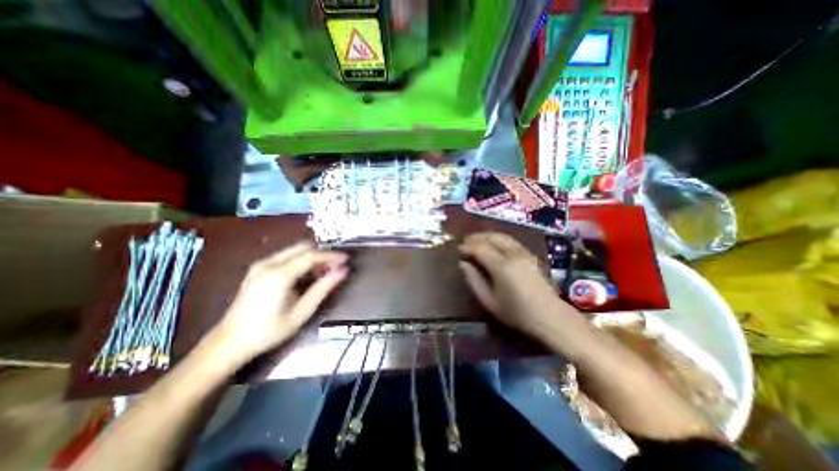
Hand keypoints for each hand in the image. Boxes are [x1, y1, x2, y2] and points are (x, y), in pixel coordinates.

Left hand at [208, 242, 348, 362]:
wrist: (229, 343)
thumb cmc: (268, 331)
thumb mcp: (301, 312)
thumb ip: (323, 288)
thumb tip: (343, 271)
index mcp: (279, 275)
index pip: (311, 255)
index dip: (331, 255)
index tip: (346, 259)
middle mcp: (268, 263)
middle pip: (303, 247)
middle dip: (322, 253)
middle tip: (336, 266)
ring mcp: (261, 264)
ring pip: (295, 250)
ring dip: (312, 256)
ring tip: (324, 271)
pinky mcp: (258, 269)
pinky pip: (286, 256)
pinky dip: (301, 260)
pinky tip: (307, 274)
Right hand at [459, 232, 569, 338]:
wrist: (550, 316)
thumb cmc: (517, 312)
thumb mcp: (489, 301)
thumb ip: (474, 280)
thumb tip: (463, 264)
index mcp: (501, 266)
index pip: (479, 247)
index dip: (467, 246)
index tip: (458, 251)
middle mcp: (513, 254)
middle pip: (491, 237)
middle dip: (475, 237)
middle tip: (465, 243)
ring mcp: (523, 252)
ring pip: (501, 236)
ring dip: (486, 236)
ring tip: (476, 242)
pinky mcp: (530, 254)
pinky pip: (510, 240)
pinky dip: (497, 239)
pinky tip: (492, 245)